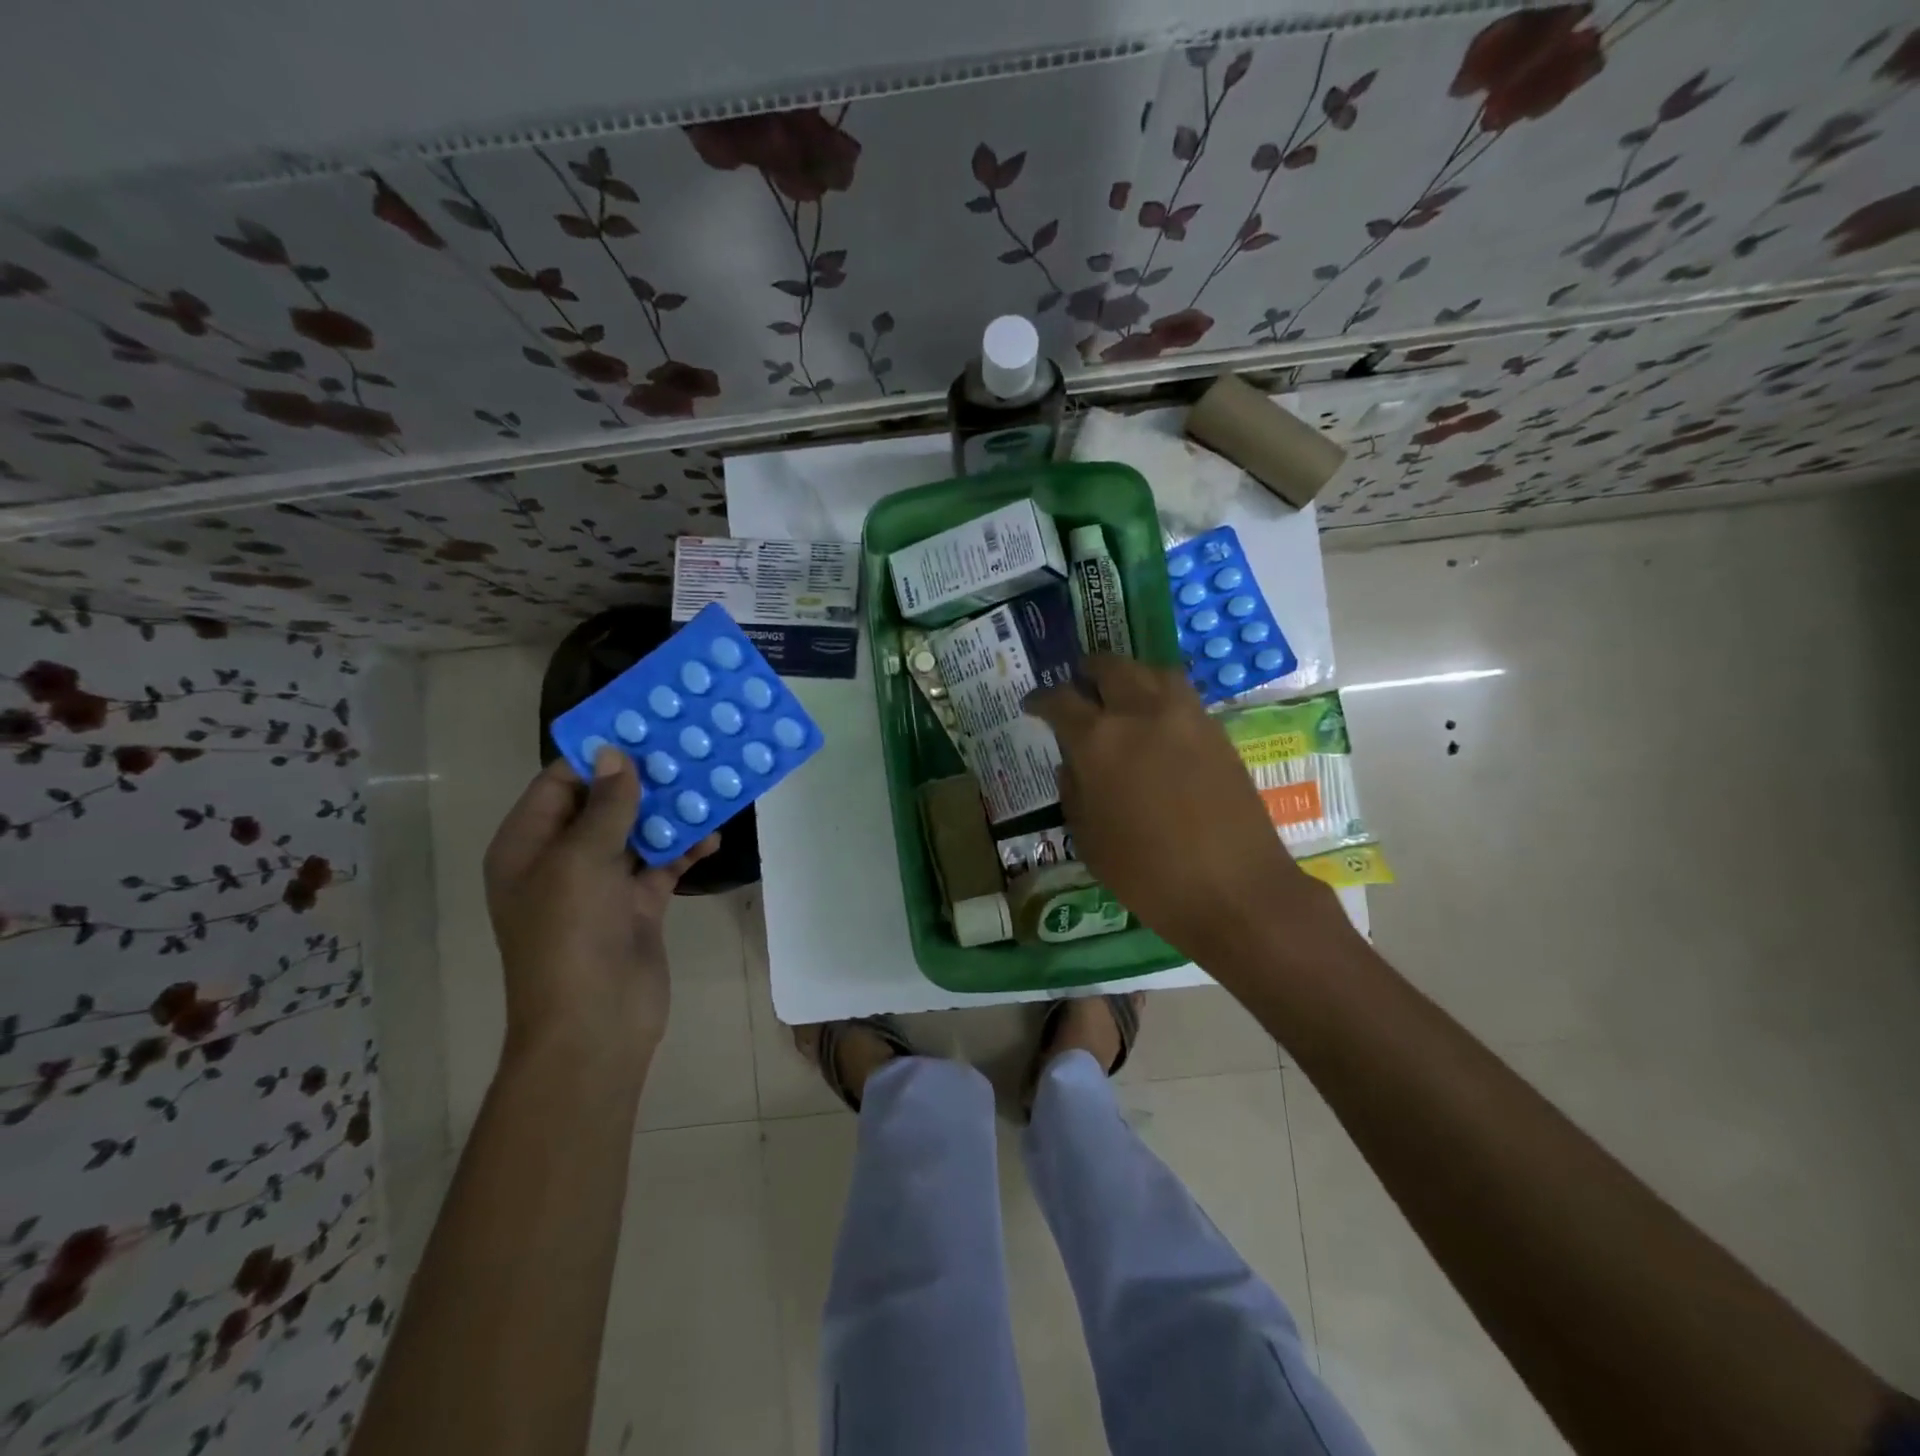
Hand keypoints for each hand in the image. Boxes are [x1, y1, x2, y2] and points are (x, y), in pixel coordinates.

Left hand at [483, 746, 717, 1066]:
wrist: (595, 1023)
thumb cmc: (571, 935)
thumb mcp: (581, 860)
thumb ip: (604, 805)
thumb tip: (615, 754)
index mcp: (528, 845)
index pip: (560, 783)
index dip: (599, 755)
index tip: (644, 727)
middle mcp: (561, 859)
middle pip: (603, 804)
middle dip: (642, 779)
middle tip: (687, 748)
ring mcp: (600, 884)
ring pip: (637, 832)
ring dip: (670, 812)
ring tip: (708, 781)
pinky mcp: (636, 905)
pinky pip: (662, 865)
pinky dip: (685, 850)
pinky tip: (714, 835)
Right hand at [1025, 656, 1331, 962]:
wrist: (1233, 889)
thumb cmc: (1147, 874)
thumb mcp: (1089, 840)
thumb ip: (1073, 792)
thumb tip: (1072, 764)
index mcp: (1098, 741)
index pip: (1060, 700)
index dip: (1041, 699)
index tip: (1032, 704)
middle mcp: (1140, 713)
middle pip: (1109, 667)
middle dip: (1087, 672)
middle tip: (1078, 686)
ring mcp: (1185, 716)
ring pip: (1151, 671)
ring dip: (1129, 675)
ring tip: (1121, 693)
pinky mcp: (1217, 730)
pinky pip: (1182, 694)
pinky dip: (1161, 694)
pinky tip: (1157, 720)